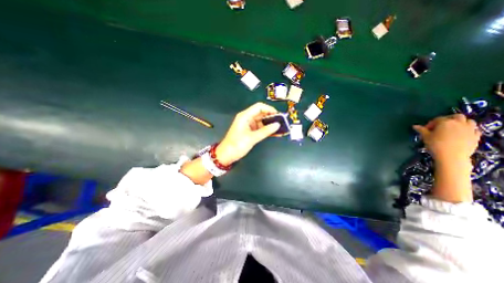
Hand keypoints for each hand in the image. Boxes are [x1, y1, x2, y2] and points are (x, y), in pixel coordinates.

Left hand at [215, 102, 281, 163]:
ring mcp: (250, 126)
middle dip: (272, 117)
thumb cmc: (237, 145)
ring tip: (282, 128)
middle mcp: (247, 119)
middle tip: (283, 122)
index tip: (278, 114)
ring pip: (263, 122)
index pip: (259, 107)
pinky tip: (276, 133)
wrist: (227, 155)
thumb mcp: (252, 138)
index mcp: (245, 116)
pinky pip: (261, 129)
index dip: (269, 109)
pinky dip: (268, 130)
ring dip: (271, 125)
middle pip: (262, 114)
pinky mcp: (251, 132)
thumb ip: (265, 131)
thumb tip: (277, 125)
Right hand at [413, 113, 479, 162]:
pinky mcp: (476, 136)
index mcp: (445, 122)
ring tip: (453, 129)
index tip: (425, 130)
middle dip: (448, 119)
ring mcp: (470, 129)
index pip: (437, 119)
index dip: (430, 124)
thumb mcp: (425, 137)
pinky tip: (462, 134)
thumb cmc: (435, 145)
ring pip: (468, 121)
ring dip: (461, 123)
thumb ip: (421, 130)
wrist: (451, 156)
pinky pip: (474, 129)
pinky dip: (468, 130)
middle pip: (456, 116)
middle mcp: (459, 123)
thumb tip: (415, 126)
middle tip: (441, 126)